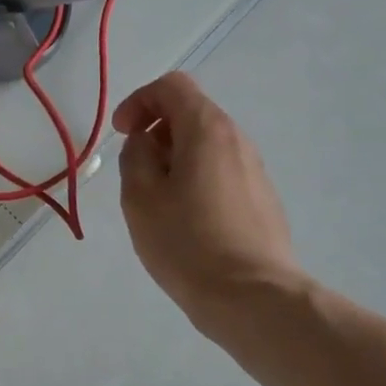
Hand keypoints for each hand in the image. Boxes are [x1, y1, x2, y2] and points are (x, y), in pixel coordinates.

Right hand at [113, 71, 309, 335]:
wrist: (254, 300)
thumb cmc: (188, 242)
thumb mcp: (140, 196)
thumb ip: (136, 155)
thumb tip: (146, 142)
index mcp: (206, 129)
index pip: (172, 86)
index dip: (139, 101)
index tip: (123, 134)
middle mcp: (237, 140)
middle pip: (191, 112)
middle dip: (156, 130)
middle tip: (136, 168)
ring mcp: (255, 171)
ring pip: (206, 144)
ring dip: (175, 157)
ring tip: (158, 198)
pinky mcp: (263, 200)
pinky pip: (222, 171)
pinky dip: (196, 178)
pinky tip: (186, 220)